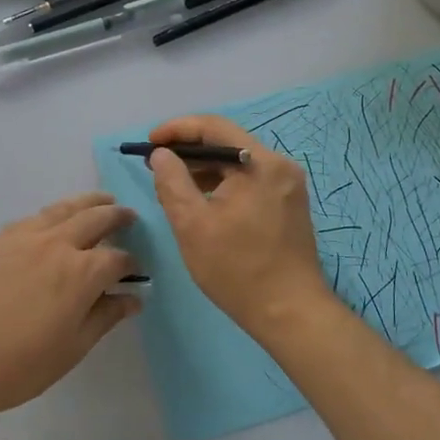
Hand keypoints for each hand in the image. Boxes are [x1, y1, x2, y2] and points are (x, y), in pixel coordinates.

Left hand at [0, 192, 139, 419]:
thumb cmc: (23, 364)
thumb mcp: (74, 347)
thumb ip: (105, 316)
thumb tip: (132, 298)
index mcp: (83, 272)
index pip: (117, 258)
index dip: (131, 264)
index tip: (135, 270)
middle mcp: (57, 244)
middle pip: (94, 219)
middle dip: (116, 216)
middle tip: (128, 215)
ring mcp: (24, 238)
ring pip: (62, 209)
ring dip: (86, 203)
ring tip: (99, 201)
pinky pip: (31, 219)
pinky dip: (50, 215)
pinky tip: (51, 220)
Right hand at [147, 115, 333, 335]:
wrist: (290, 313)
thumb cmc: (237, 269)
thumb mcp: (192, 224)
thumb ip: (172, 182)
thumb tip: (161, 154)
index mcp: (259, 163)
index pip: (214, 127)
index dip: (177, 129)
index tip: (149, 143)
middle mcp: (279, 166)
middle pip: (227, 143)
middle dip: (189, 151)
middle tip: (156, 166)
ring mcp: (288, 185)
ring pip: (238, 163)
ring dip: (205, 169)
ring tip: (174, 185)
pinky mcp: (288, 204)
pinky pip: (250, 180)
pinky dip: (223, 184)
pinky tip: (203, 201)